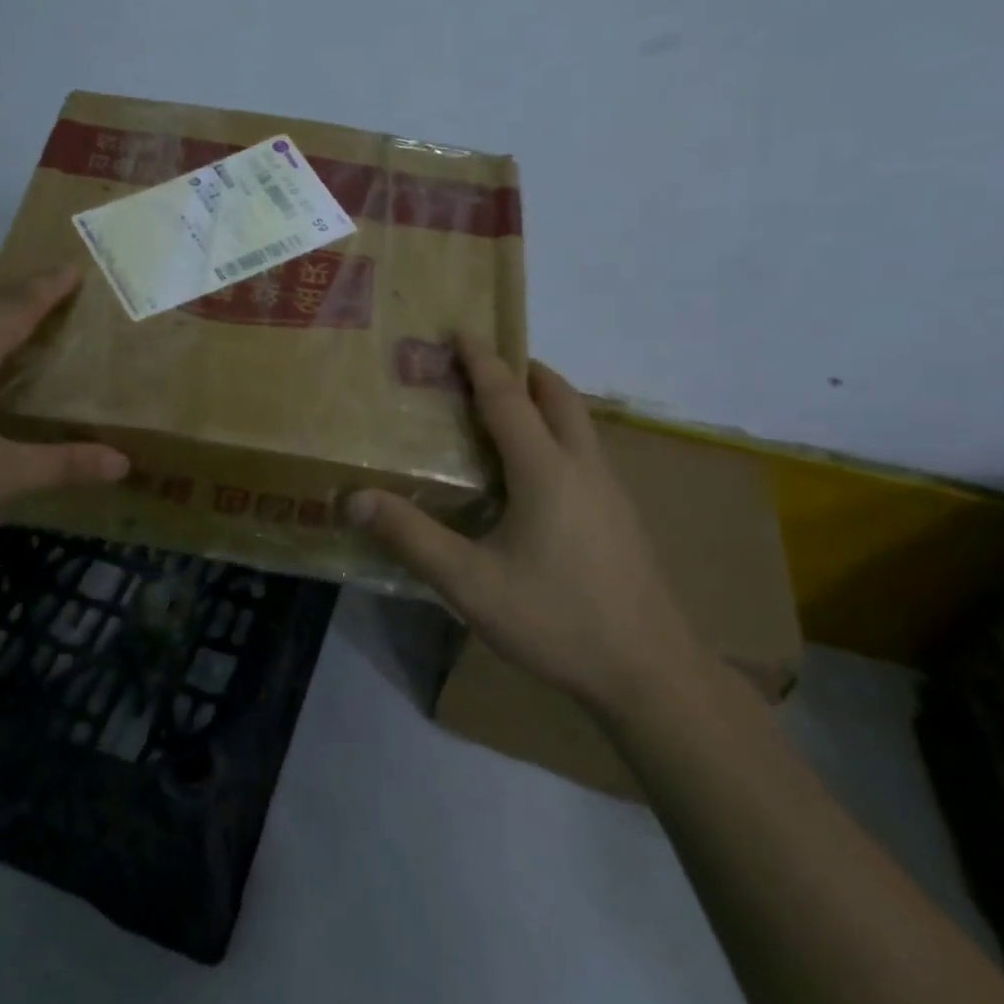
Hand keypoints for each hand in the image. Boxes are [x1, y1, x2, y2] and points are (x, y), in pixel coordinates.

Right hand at [347, 339, 694, 711]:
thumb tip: (353, 499)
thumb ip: (411, 537)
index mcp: (545, 470)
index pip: (508, 398)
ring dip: (545, 401)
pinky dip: (559, 434)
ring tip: (506, 412)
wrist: (649, 672)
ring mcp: (611, 491)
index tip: (461, 331)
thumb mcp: (469, 583)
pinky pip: (586, 451)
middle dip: (523, 370)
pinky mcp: (622, 516)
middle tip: (484, 367)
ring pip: (579, 423)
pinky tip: (537, 475)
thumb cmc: (556, 619)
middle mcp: (584, 466)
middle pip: (558, 396)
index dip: (482, 361)